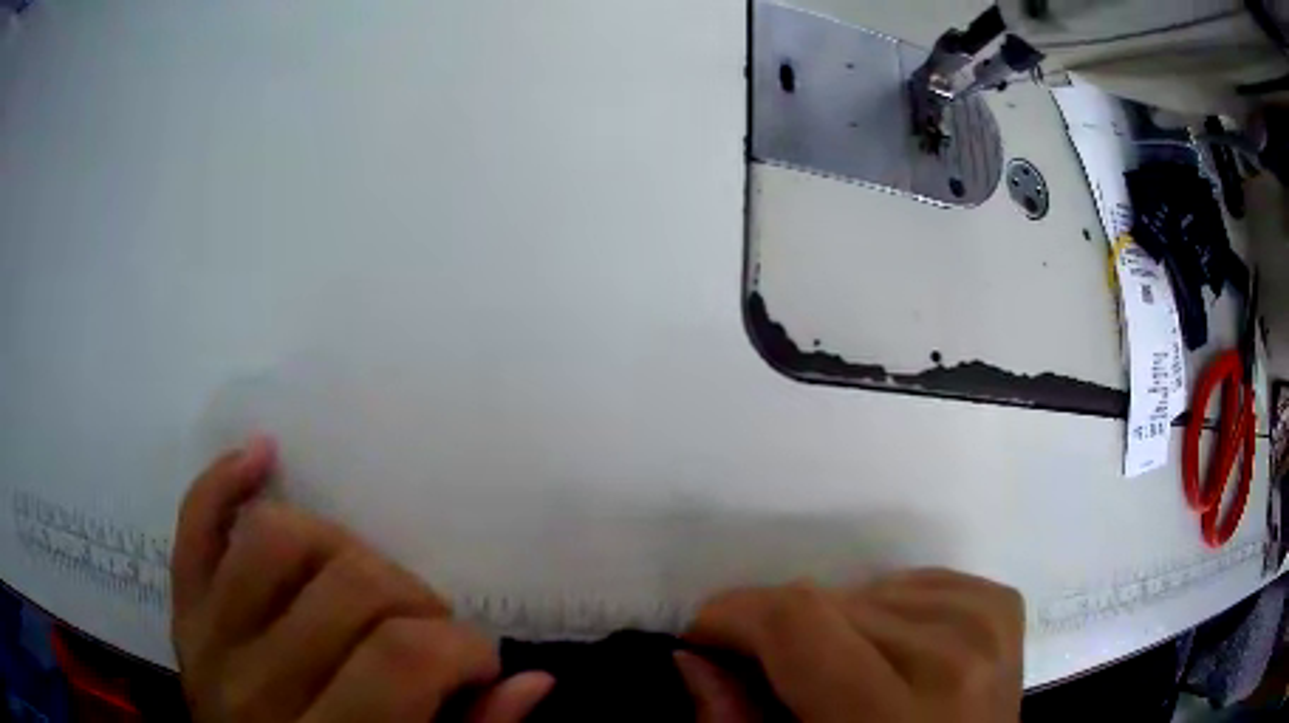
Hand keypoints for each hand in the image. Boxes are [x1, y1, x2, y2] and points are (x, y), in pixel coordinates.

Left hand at [171, 436, 552, 722]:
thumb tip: (533, 680)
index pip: (403, 657)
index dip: (464, 648)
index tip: (477, 664)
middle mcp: (256, 687)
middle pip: (346, 586)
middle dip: (414, 601)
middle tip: (427, 633)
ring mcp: (208, 640)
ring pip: (273, 538)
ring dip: (342, 546)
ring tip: (366, 584)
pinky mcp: (183, 611)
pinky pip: (194, 526)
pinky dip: (224, 480)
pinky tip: (264, 456)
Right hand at [678, 570, 1024, 722]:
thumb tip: (693, 656)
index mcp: (891, 718)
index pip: (799, 621)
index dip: (733, 616)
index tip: (706, 638)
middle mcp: (952, 659)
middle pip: (831, 601)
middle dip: (780, 631)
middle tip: (774, 675)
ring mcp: (986, 627)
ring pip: (869, 588)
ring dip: (838, 626)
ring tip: (845, 675)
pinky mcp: (1002, 608)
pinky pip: (919, 581)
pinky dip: (888, 609)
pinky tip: (892, 651)